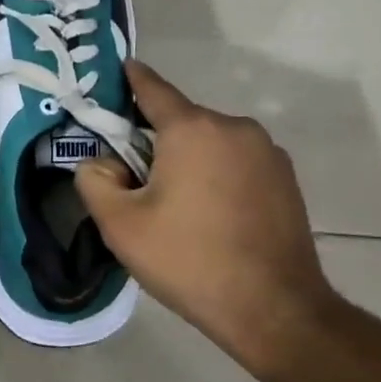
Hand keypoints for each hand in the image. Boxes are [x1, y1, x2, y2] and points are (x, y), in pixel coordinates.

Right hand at [75, 61, 337, 378]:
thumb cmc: (189, 261)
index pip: (151, 88)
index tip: (118, 71)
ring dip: (189, 161)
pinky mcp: (286, 179)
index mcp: (192, 129)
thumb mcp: (120, 225)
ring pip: (210, 144)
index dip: (130, 80)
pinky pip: (237, 164)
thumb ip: (94, 179)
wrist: (275, 310)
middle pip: (180, 122)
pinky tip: (213, 219)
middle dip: (156, 142)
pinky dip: (218, 177)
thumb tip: (103, 163)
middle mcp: (234, 127)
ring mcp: (267, 152)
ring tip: (179, 210)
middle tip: (138, 184)